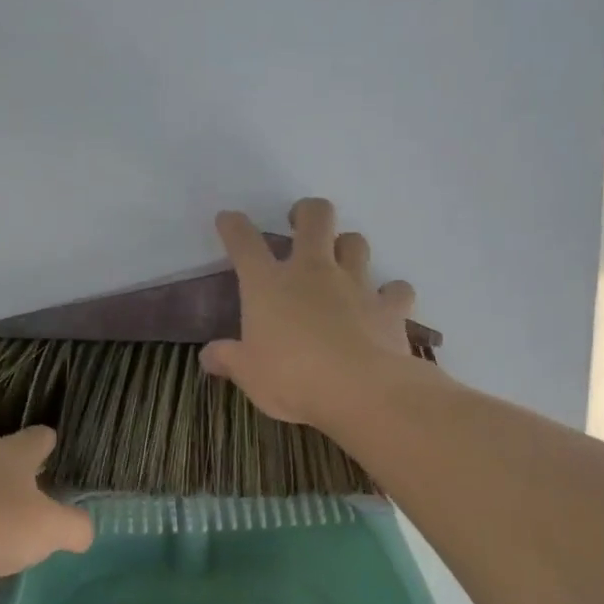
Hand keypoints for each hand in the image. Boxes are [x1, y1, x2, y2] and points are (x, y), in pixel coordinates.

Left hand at [0, 427, 93, 583]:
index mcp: (13, 452)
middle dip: (20, 476)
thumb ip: (75, 527)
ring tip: (0, 528)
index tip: (61, 462)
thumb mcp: (50, 531)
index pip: (40, 436)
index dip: (53, 446)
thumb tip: (84, 529)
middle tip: (36, 503)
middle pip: (6, 457)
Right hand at [199, 198, 418, 429]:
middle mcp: (312, 272)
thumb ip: (227, 359)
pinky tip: (385, 304)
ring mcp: (355, 284)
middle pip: (315, 218)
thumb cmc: (291, 378)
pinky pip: (396, 289)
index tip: (228, 219)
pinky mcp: (389, 307)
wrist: (360, 391)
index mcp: (268, 285)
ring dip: (347, 247)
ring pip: (356, 242)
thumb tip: (207, 356)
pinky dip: (391, 293)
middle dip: (306, 212)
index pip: (244, 243)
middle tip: (299, 223)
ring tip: (341, 262)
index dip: (234, 226)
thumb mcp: (248, 374)